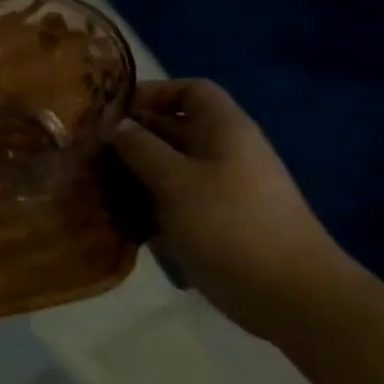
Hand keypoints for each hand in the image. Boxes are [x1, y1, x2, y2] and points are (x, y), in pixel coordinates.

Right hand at [112, 79, 354, 337]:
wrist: (291, 294)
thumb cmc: (230, 224)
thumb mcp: (174, 180)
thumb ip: (140, 148)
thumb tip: (116, 128)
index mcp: (224, 129)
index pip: (190, 90)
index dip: (153, 93)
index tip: (115, 112)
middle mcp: (226, 151)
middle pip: (176, 128)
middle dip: (135, 136)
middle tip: (92, 151)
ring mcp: (224, 188)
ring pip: (173, 167)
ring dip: (138, 173)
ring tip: (100, 185)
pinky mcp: (220, 221)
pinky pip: (179, 199)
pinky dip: (152, 203)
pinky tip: (125, 219)